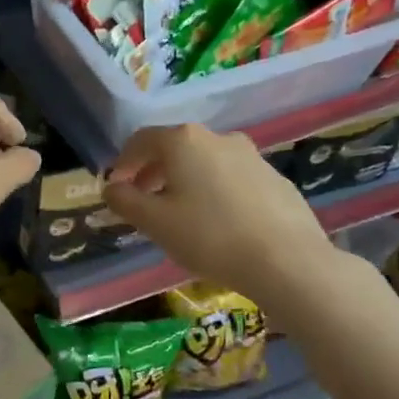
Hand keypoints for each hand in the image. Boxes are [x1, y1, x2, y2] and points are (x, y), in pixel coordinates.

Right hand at [103, 124, 338, 306]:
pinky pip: (233, 179)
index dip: (124, 162)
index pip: (142, 140)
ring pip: (206, 162)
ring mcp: (252, 156)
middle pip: (175, 148)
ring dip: (186, 181)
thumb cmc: (209, 236)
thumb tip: (111, 188)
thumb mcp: (155, 222)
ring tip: (181, 214)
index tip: (116, 187)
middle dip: (154, 172)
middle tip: (144, 201)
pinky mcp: (275, 178)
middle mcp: (218, 138)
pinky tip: (219, 223)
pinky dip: (216, 192)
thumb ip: (125, 201)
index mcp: (184, 141)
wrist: (286, 260)